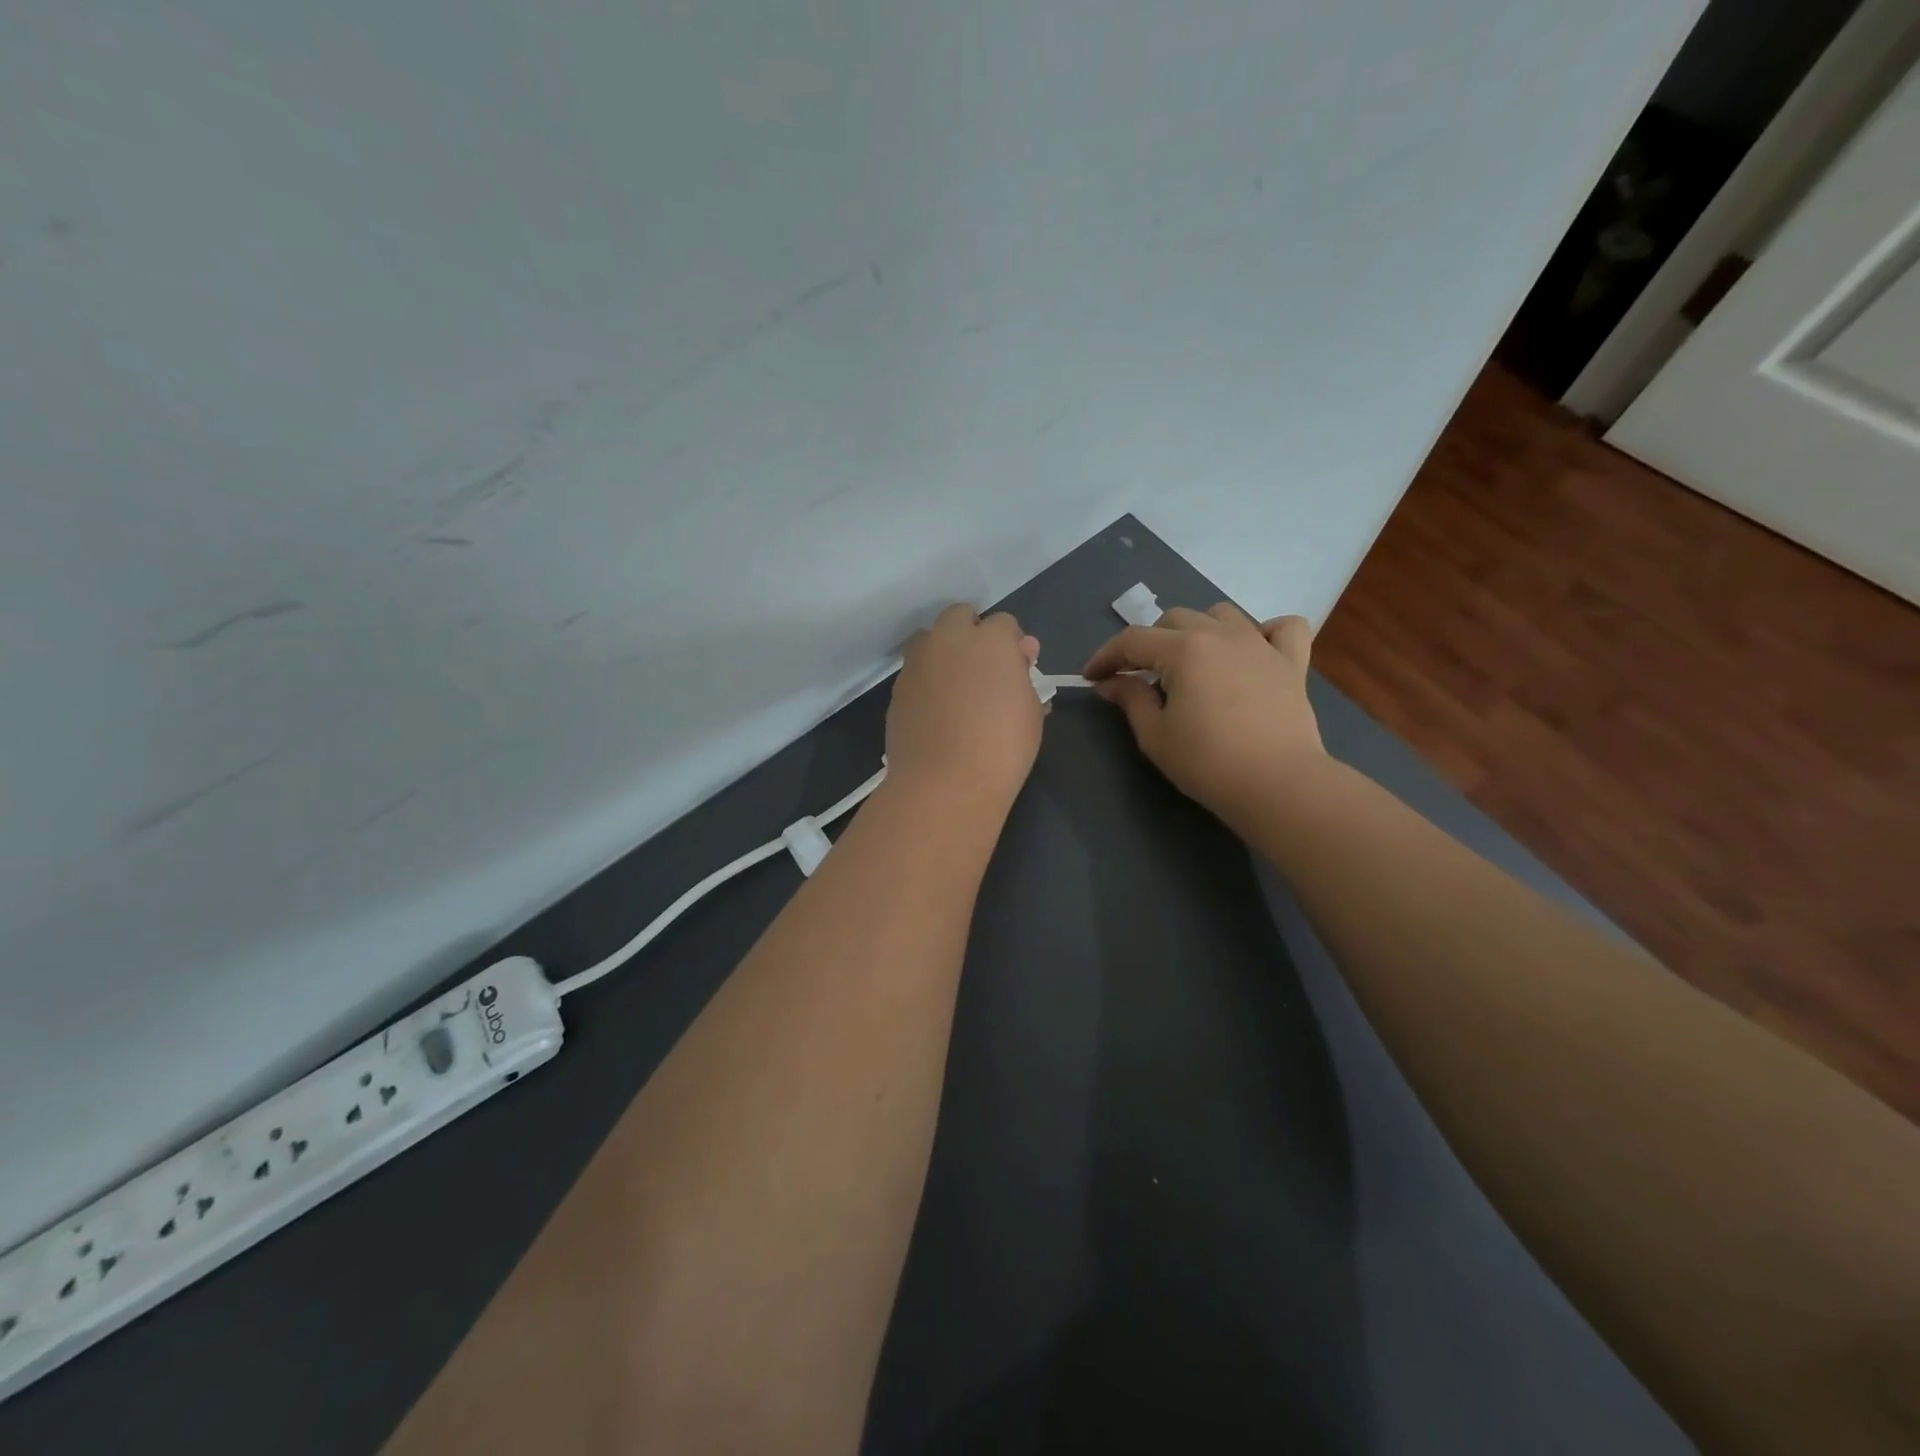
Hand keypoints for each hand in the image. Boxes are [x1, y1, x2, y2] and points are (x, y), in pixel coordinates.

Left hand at [886, 604, 1043, 808]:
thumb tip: (1020, 653)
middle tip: (984, 670)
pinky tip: (937, 712)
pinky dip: (927, 681)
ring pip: (930, 640)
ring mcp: (917, 663)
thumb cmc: (1002, 747)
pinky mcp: (897, 689)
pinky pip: (915, 673)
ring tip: (957, 688)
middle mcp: (949, 641)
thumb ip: (1023, 674)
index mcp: (989, 640)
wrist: (944, 783)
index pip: (1003, 624)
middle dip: (972, 634)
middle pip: (959, 617)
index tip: (1016, 668)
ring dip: (944, 652)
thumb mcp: (1030, 711)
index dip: (1011, 644)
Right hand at [1082, 605, 1323, 822]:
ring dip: (1199, 630)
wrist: (1277, 784)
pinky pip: (1284, 628)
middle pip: (1175, 619)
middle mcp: (1222, 634)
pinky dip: (1266, 632)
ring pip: (1223, 615)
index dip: (1105, 656)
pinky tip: (1253, 652)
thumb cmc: (1207, 763)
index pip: (1133, 640)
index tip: (1092, 677)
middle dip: (1149, 642)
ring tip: (1192, 661)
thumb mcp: (1155, 735)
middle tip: (1141, 675)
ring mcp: (1261, 644)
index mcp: (1184, 650)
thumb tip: (1111, 682)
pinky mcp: (1292, 663)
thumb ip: (1131, 699)